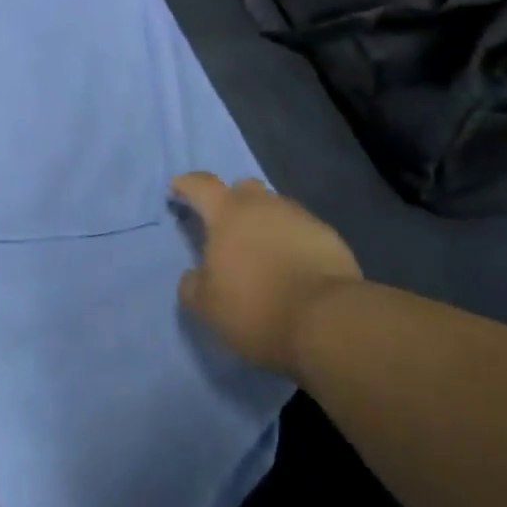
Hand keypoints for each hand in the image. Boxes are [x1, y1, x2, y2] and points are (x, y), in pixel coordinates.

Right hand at [171, 173, 362, 379]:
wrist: (328, 321)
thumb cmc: (256, 308)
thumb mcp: (207, 307)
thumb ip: (192, 286)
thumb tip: (194, 276)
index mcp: (227, 214)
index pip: (201, 185)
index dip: (186, 184)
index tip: (177, 187)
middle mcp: (264, 205)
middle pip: (243, 188)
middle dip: (232, 201)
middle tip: (226, 227)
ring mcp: (300, 217)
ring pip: (275, 209)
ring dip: (265, 223)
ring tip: (263, 253)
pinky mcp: (329, 235)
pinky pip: (301, 230)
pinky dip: (292, 241)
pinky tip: (293, 267)